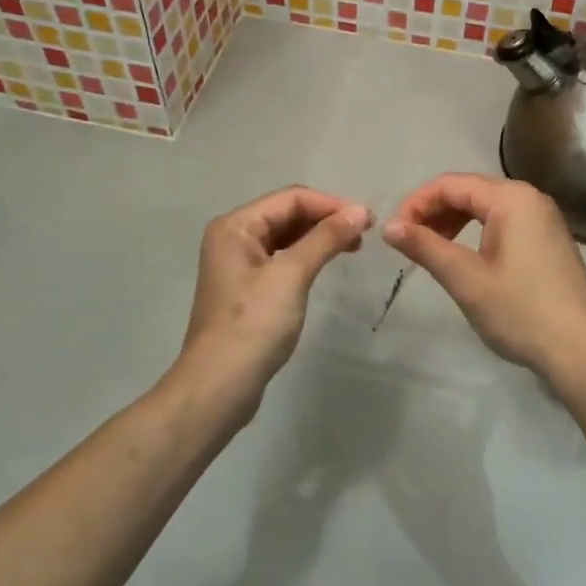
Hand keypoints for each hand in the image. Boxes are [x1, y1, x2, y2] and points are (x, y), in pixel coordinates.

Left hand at [172, 187, 370, 412]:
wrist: (218, 387)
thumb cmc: (253, 326)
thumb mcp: (291, 276)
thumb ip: (325, 239)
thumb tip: (359, 211)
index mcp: (236, 226)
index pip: (290, 198)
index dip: (330, 204)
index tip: (367, 219)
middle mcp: (233, 236)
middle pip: (287, 213)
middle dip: (325, 219)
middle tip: (364, 234)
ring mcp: (238, 263)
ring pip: (285, 236)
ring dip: (318, 237)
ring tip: (352, 248)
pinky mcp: (247, 287)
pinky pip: (281, 258)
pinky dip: (306, 256)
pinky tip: (325, 264)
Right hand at [382, 174, 585, 390]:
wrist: (581, 351)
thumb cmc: (520, 311)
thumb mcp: (466, 279)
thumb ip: (425, 246)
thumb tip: (388, 226)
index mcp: (511, 198)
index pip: (451, 184)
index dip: (416, 203)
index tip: (394, 232)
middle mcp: (529, 198)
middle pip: (469, 190)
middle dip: (433, 211)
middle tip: (408, 242)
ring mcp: (543, 218)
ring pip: (485, 206)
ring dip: (453, 221)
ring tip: (431, 249)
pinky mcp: (548, 239)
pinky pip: (503, 222)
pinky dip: (476, 232)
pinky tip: (463, 256)